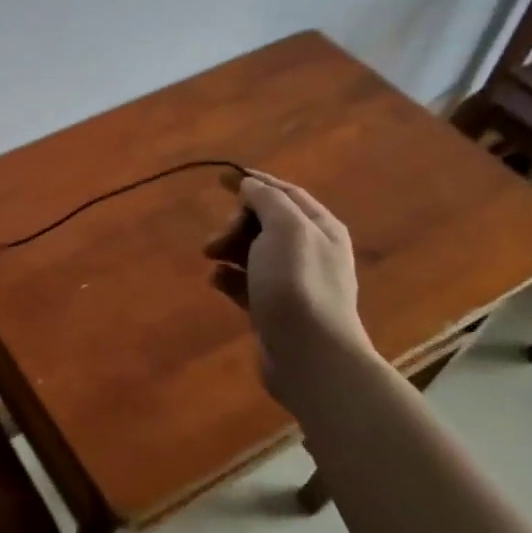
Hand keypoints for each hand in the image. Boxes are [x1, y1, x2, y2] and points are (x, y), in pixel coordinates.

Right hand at [206, 172, 371, 406]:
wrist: (309, 354)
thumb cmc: (297, 283)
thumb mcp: (285, 229)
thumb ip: (268, 200)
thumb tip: (251, 185)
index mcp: (320, 228)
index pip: (285, 193)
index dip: (254, 182)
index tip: (220, 178)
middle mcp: (310, 251)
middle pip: (264, 222)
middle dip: (235, 224)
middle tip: (216, 240)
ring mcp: (292, 282)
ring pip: (252, 252)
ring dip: (228, 249)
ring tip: (211, 258)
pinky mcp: (273, 308)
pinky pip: (246, 282)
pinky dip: (228, 277)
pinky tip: (217, 281)